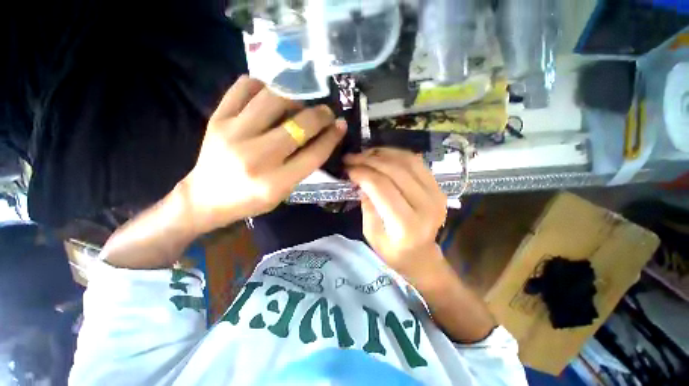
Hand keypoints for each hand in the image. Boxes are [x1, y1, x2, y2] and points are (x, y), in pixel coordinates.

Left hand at [181, 76, 345, 232]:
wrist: (206, 197)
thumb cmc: (251, 200)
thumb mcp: (283, 192)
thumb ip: (303, 166)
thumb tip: (321, 136)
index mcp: (275, 182)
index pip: (314, 154)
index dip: (332, 137)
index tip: (341, 125)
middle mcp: (256, 157)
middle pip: (298, 125)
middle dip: (320, 115)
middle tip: (326, 112)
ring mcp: (233, 134)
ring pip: (273, 99)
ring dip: (294, 98)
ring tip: (298, 105)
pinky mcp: (217, 119)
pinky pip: (244, 87)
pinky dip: (262, 86)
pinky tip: (269, 95)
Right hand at [344, 148, 446, 275]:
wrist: (422, 255)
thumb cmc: (393, 251)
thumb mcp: (372, 234)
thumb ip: (367, 205)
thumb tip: (361, 180)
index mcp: (406, 224)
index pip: (382, 187)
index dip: (362, 173)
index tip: (348, 168)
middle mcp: (425, 206)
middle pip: (395, 171)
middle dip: (369, 160)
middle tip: (352, 157)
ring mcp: (436, 194)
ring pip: (407, 161)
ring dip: (383, 153)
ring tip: (365, 154)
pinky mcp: (438, 187)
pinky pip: (416, 163)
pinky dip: (397, 155)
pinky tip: (382, 155)